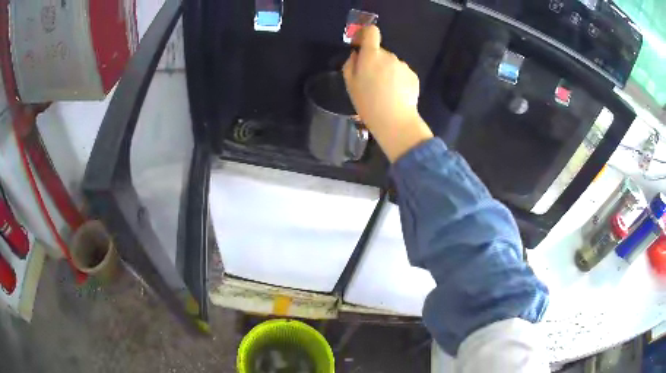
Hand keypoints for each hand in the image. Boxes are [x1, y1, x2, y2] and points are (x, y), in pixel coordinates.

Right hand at [343, 25, 432, 161]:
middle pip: (380, 52)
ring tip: (385, 92)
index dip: (366, 34)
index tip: (362, 44)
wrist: (395, 121)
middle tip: (372, 82)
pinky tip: (396, 95)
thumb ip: (350, 64)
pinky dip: (398, 80)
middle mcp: (389, 56)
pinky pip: (402, 73)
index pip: (371, 32)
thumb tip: (356, 55)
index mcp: (372, 55)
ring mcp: (403, 65)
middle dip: (375, 62)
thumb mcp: (350, 84)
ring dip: (387, 72)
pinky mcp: (413, 76)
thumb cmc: (368, 103)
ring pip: (392, 63)